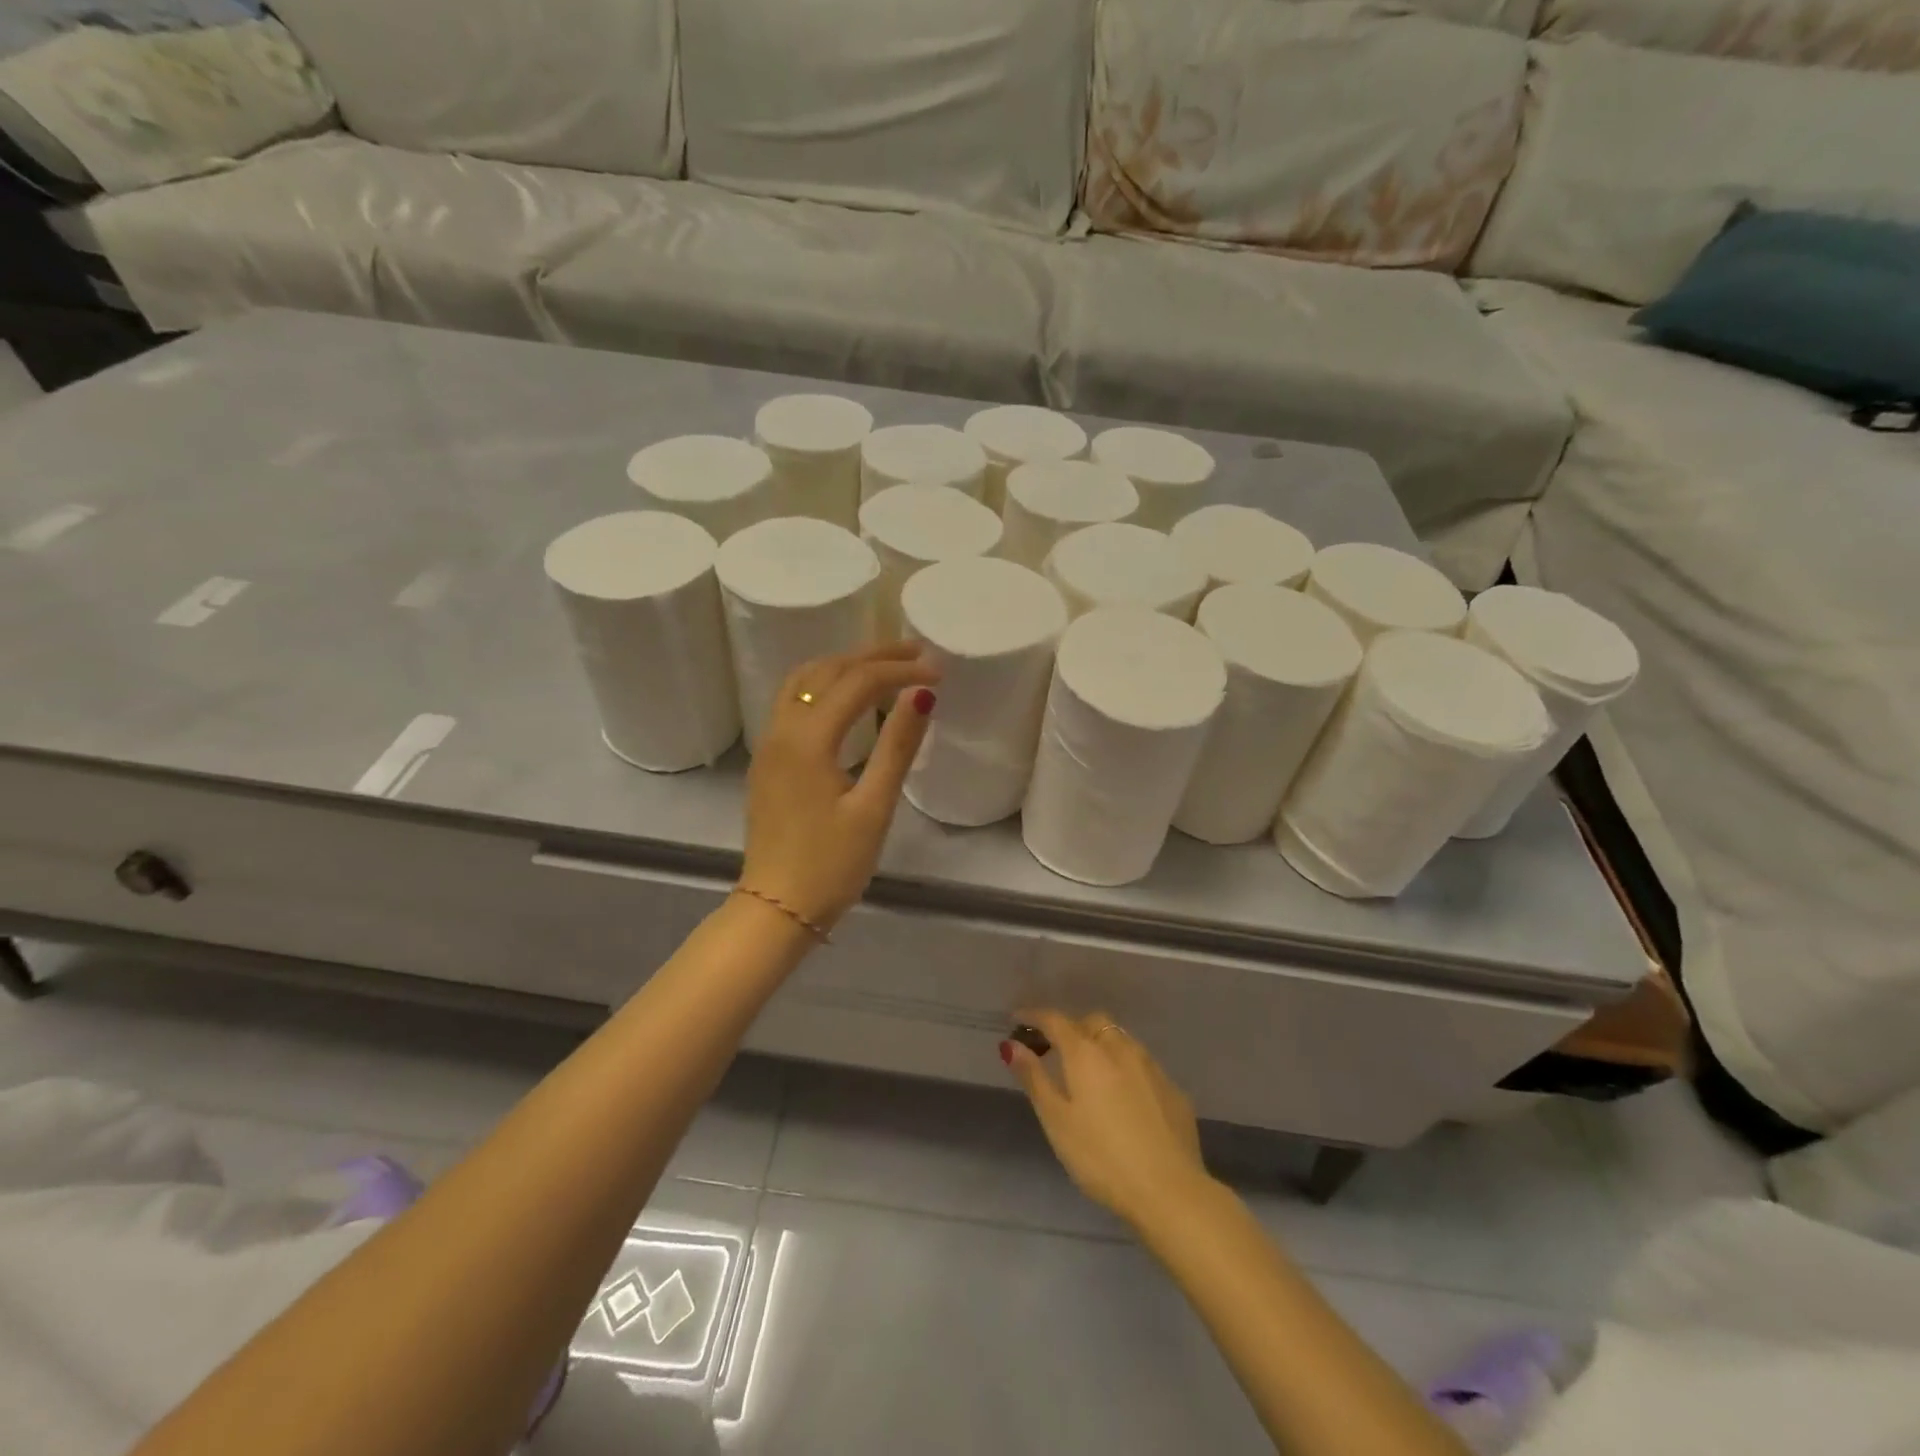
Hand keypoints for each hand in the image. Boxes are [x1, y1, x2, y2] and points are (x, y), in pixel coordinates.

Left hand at [738, 642, 940, 932]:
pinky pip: (794, 701)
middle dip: (873, 656)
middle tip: (917, 653)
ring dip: (844, 665)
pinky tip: (848, 697)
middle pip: (827, 670)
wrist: (777, 908)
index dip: (900, 671)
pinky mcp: (768, 761)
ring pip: (804, 681)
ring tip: (885, 665)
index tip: (938, 672)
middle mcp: (781, 730)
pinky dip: (825, 684)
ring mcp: (769, 744)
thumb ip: (897, 746)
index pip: (857, 682)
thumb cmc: (832, 865)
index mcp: (808, 740)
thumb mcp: (874, 808)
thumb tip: (922, 694)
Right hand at [1004, 1010, 1214, 1231]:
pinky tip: (1124, 1097)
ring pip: (1120, 1040)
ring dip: (1101, 1044)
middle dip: (1072, 1028)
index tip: (1018, 1018)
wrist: (1170, 1191)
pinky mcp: (1173, 1089)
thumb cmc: (1101, 1157)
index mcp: (1087, 1053)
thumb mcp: (1057, 1121)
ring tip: (1090, 1072)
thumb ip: (1034, 1078)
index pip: (1056, 1020)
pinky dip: (1125, 1068)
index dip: (1034, 1016)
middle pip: (1092, 1022)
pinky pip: (1142, 1065)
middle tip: (1056, 1050)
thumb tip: (1011, 1044)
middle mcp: (1120, 1048)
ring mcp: (1151, 1067)